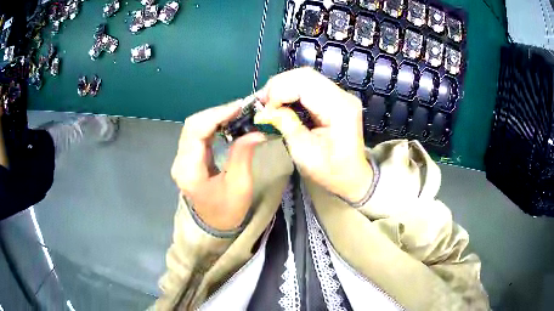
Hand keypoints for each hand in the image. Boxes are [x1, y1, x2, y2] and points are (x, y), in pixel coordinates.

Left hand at [171, 102, 265, 230]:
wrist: (214, 226)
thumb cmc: (227, 212)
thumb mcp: (240, 186)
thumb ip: (243, 155)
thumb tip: (256, 131)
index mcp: (189, 170)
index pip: (196, 131)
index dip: (217, 114)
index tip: (241, 107)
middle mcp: (180, 160)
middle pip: (192, 124)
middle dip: (218, 112)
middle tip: (243, 108)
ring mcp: (182, 158)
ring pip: (194, 126)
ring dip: (216, 116)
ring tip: (238, 112)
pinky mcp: (188, 157)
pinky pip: (198, 134)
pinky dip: (213, 124)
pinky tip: (228, 122)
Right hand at [255, 68, 372, 202]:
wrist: (352, 176)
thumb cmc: (330, 171)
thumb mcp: (304, 153)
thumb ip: (286, 125)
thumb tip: (265, 110)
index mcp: (340, 109)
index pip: (305, 83)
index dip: (279, 91)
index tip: (264, 109)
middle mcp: (343, 96)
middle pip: (305, 75)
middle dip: (279, 85)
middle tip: (261, 102)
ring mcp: (341, 95)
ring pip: (306, 77)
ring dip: (283, 86)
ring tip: (268, 102)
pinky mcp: (336, 98)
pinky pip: (309, 86)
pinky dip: (291, 90)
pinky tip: (281, 101)